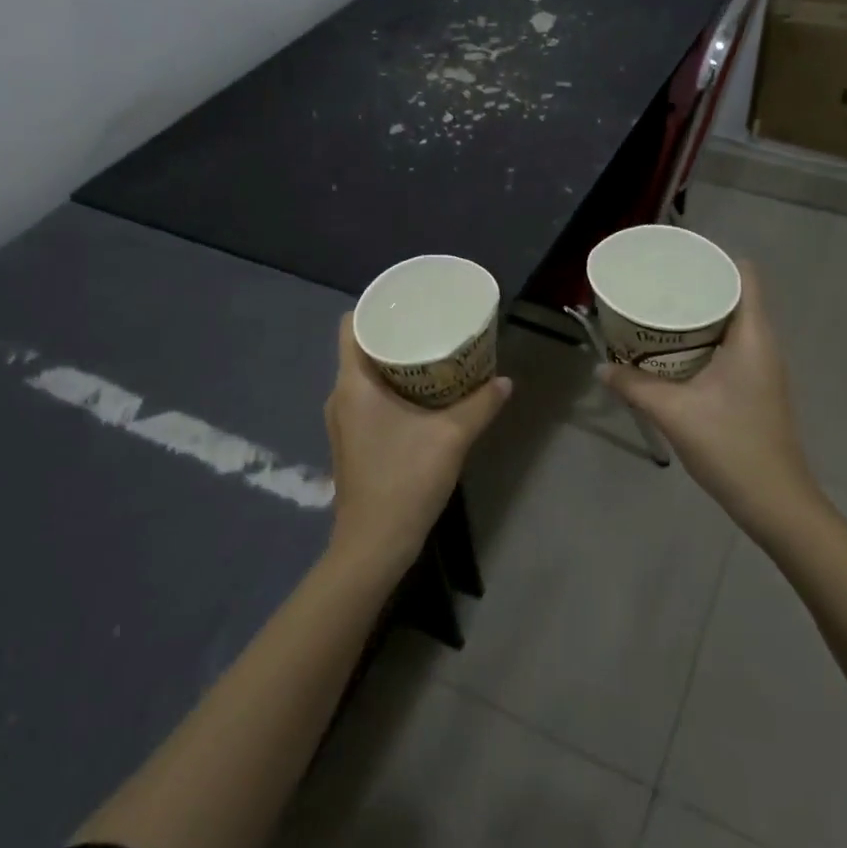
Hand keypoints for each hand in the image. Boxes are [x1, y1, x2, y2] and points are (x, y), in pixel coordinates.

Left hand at [324, 315, 511, 577]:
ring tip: (433, 353)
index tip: (410, 303)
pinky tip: (424, 394)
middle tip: (432, 324)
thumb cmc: (405, 480)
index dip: (376, 307)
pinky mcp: (353, 440)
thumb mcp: (452, 437)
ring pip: (366, 374)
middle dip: (396, 333)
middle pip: (361, 347)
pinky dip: (393, 387)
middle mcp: (340, 396)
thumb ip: (481, 405)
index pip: (351, 325)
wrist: (375, 544)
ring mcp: (344, 421)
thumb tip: (506, 381)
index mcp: (353, 384)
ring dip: (396, 362)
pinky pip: (369, 397)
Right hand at [599, 261, 827, 544]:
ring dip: (698, 316)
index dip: (713, 260)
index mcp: (753, 336)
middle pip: (734, 296)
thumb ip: (634, 387)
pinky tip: (672, 353)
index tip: (676, 259)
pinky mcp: (755, 388)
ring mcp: (762, 367)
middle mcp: (762, 344)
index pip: (745, 276)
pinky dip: (702, 341)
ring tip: (657, 312)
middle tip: (655, 285)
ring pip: (730, 323)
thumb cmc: (731, 446)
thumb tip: (600, 370)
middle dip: (695, 287)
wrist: (774, 501)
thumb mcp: (674, 413)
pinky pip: (729, 347)